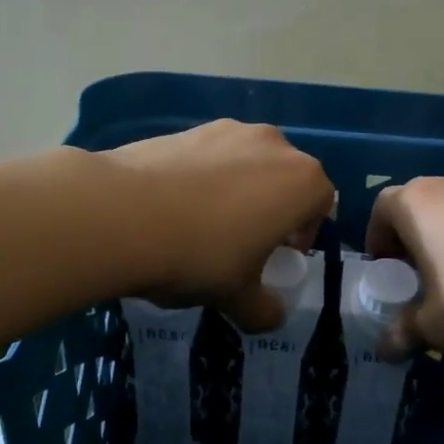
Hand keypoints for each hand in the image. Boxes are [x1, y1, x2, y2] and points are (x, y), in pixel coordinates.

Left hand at [104, 120, 334, 330]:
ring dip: (239, 189)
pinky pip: (211, 155)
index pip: (322, 204)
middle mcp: (274, 144)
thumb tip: (272, 317)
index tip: (278, 256)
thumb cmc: (199, 255)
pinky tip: (173, 206)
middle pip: (286, 178)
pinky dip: (204, 177)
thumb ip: (263, 309)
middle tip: (244, 242)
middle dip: (273, 208)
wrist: (121, 213)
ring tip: (204, 223)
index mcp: (302, 181)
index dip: (304, 233)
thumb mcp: (237, 296)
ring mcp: (229, 130)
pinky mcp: (188, 127)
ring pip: (248, 163)